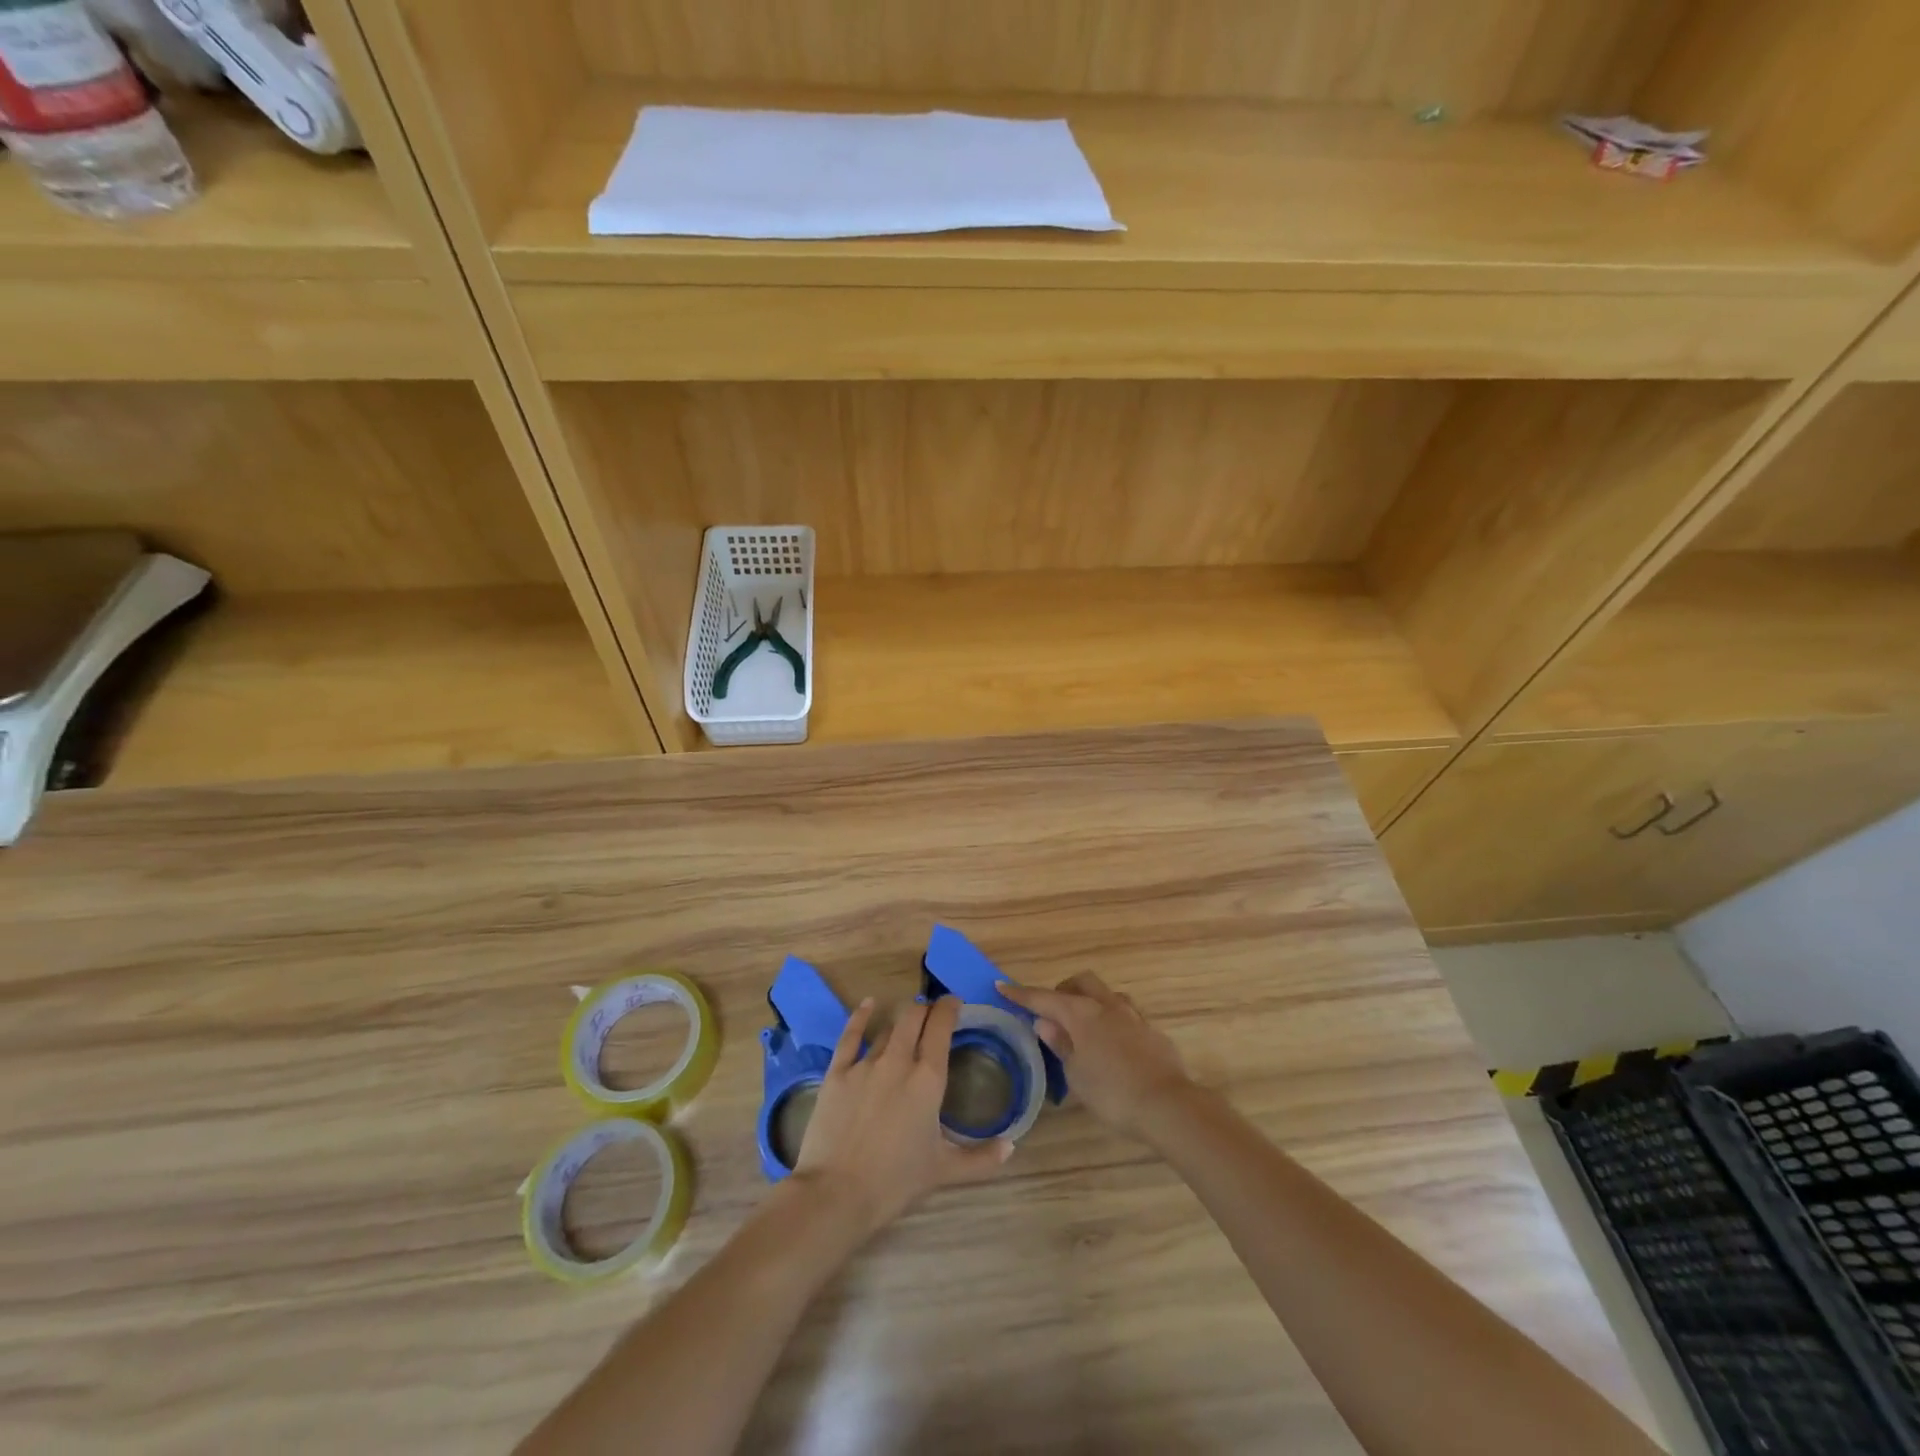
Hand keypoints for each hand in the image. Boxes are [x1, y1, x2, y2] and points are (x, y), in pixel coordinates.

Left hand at [793, 995, 1012, 1240]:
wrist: (838, 1193)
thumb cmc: (896, 1181)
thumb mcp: (944, 1171)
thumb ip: (981, 1158)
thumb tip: (1011, 1147)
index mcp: (928, 1079)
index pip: (941, 1027)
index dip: (949, 1008)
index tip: (955, 1003)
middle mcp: (898, 1061)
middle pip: (913, 1017)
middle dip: (925, 1009)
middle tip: (932, 1014)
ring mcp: (865, 1064)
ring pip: (887, 1027)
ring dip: (900, 1020)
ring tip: (907, 1020)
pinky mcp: (838, 1072)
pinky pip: (850, 1035)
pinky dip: (861, 1016)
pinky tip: (868, 1004)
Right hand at [999, 973, 1195, 1140]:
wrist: (1168, 1105)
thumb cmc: (1112, 1093)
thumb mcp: (1076, 1075)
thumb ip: (1061, 1045)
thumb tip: (1045, 1023)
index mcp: (1081, 1014)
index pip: (1043, 998)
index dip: (1021, 993)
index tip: (1002, 986)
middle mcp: (1107, 1005)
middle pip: (1081, 982)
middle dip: (1063, 989)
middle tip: (1052, 1009)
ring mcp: (1133, 1015)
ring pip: (1107, 994)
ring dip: (1091, 1001)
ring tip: (1083, 1025)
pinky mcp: (1151, 1031)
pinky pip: (1126, 1014)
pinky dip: (1111, 1021)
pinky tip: (1112, 1043)